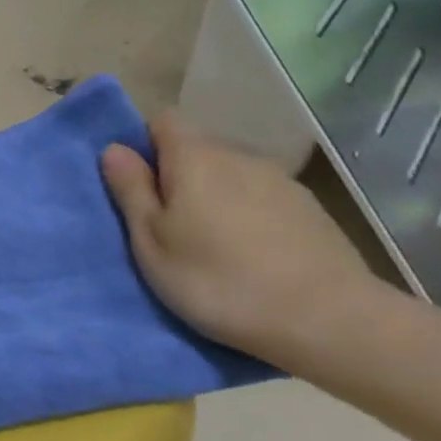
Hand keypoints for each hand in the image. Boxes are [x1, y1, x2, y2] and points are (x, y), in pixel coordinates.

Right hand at [100, 109, 380, 367]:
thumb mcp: (150, 242)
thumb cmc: (216, 280)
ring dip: (214, 195)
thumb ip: (131, 190)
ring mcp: (280, 181)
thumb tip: (114, 148)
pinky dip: (248, 213)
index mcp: (194, 158)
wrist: (326, 320)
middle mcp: (239, 156)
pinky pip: (262, 197)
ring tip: (210, 243)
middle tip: (166, 224)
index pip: (163, 121)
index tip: (137, 186)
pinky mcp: (311, 209)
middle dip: (177, 174)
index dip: (145, 145)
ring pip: (231, 174)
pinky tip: (251, 254)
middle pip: (198, 148)